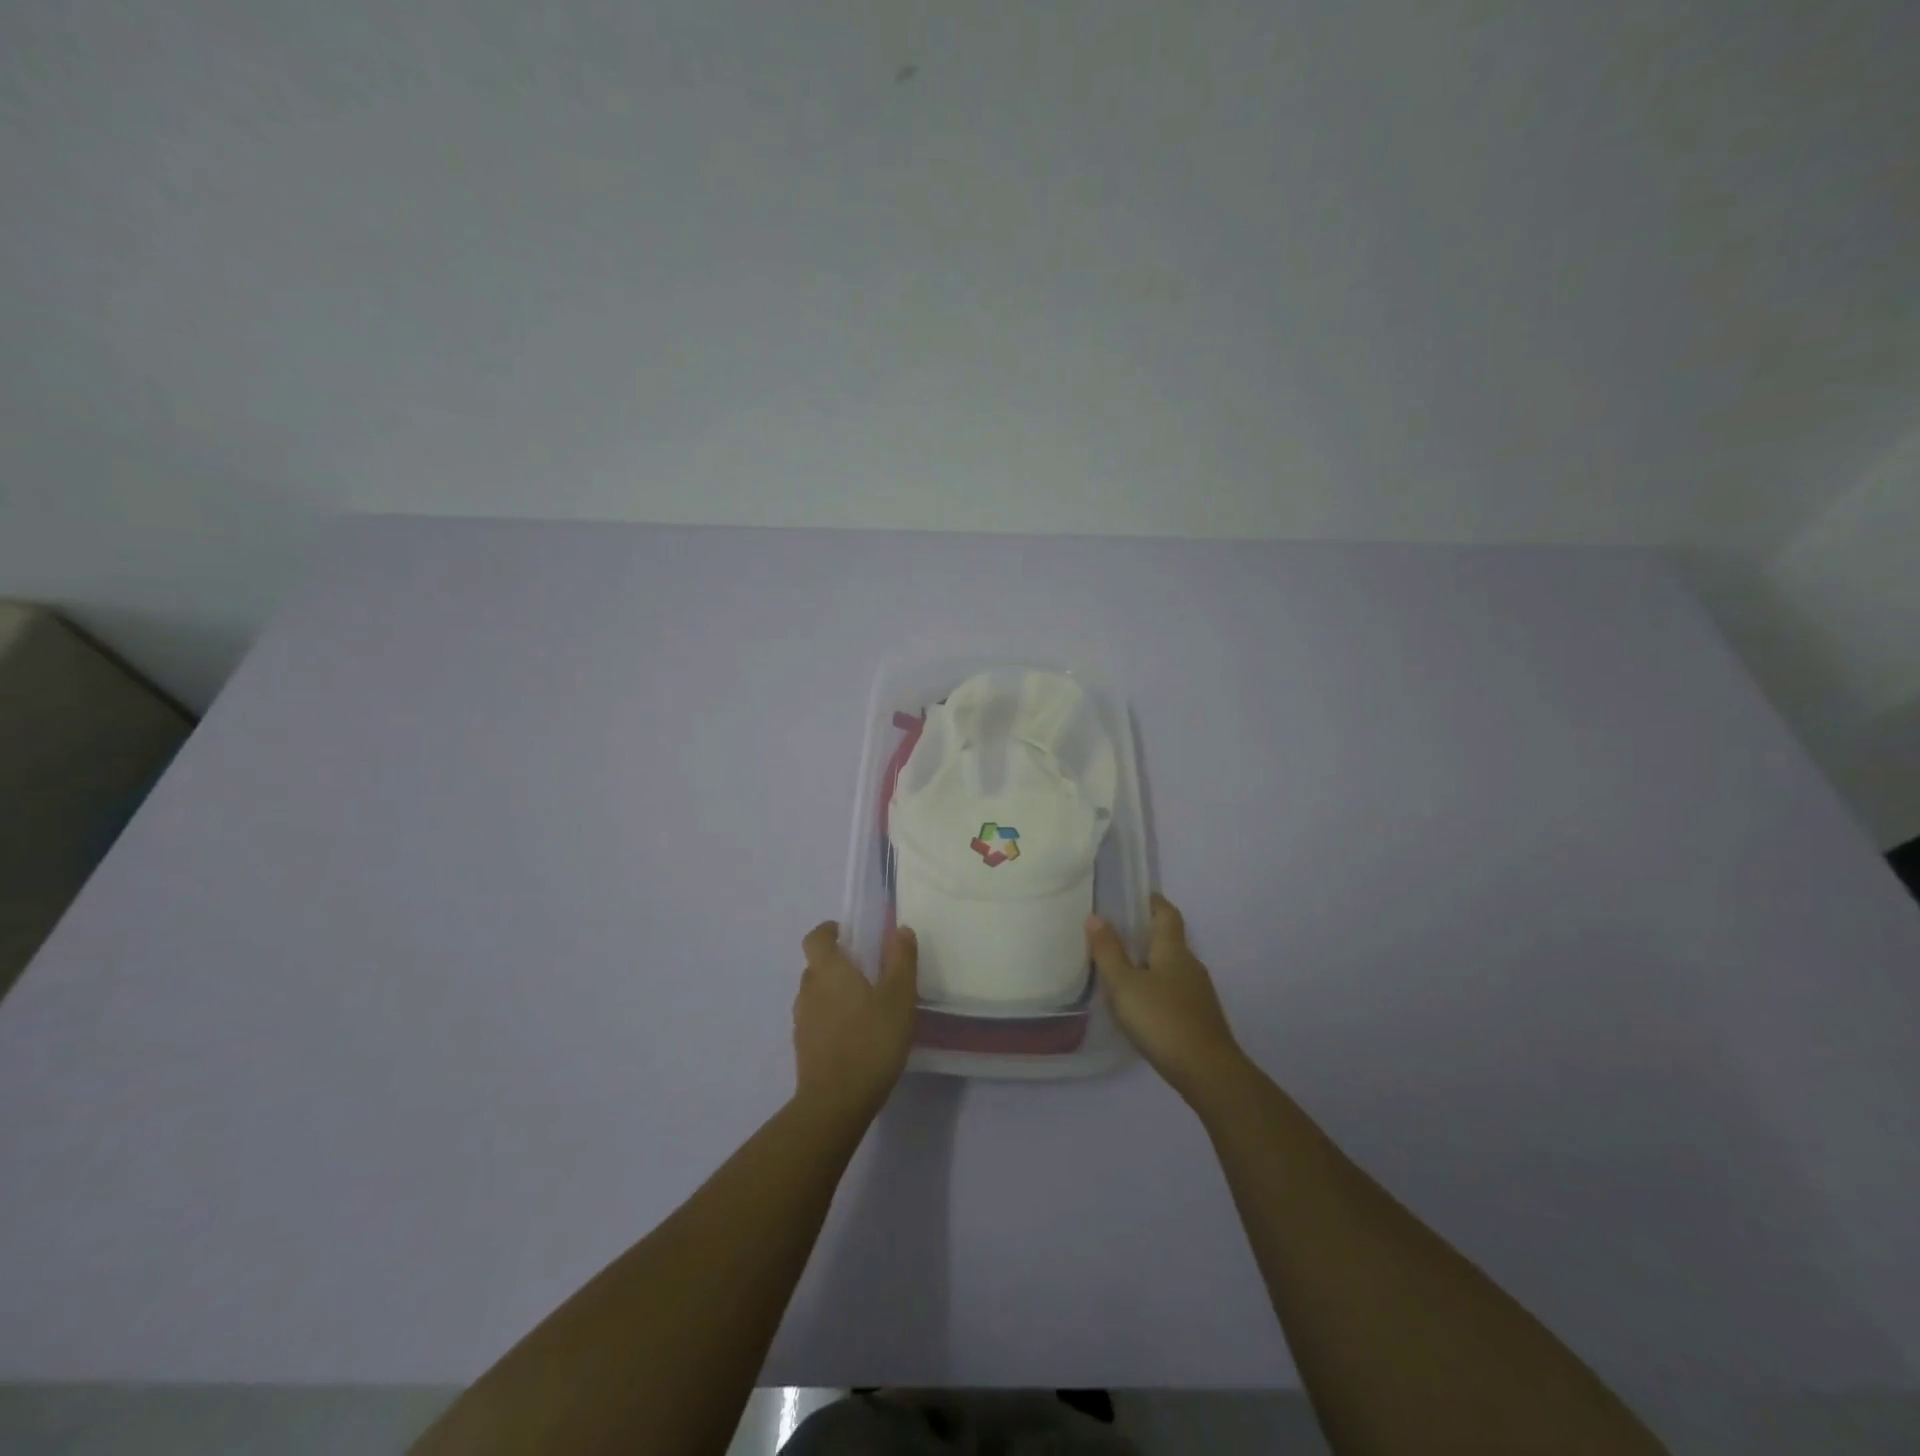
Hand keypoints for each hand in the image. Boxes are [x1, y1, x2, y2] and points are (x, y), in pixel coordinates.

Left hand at [793, 922, 918, 1118]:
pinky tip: (855, 1035)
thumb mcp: (899, 997)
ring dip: (833, 993)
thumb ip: (901, 960)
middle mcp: (808, 990)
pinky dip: (831, 1019)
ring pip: (815, 995)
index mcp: (828, 970)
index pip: (815, 938)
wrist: (836, 1102)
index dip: (828, 931)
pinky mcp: (803, 1048)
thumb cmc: (871, 1040)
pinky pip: (816, 1021)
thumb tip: (900, 929)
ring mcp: (802, 1021)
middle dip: (836, 964)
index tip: (846, 933)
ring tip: (864, 1005)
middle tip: (866, 971)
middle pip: (815, 966)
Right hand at [1087, 893, 1245, 1100]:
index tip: (1134, 896)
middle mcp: (1190, 965)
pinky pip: (1175, 991)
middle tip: (1114, 935)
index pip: (1167, 913)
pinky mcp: (1200, 1017)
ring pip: (1171, 968)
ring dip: (1150, 964)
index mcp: (1173, 950)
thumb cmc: (1162, 1020)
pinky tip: (1141, 1005)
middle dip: (1145, 934)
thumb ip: (1108, 952)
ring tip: (1121, 971)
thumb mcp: (1125, 985)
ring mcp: (1198, 993)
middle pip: (1169, 940)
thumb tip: (1096, 916)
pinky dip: (1157, 988)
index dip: (1152, 901)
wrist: (1208, 1072)